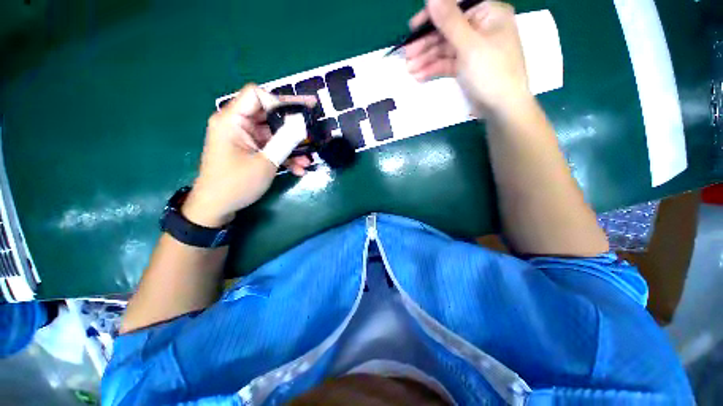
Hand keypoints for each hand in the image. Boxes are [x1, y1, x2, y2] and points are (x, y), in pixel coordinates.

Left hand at [182, 84, 315, 227]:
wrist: (217, 207)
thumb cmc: (236, 184)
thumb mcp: (265, 162)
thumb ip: (285, 141)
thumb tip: (302, 125)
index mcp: (232, 120)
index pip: (256, 95)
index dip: (280, 100)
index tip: (302, 111)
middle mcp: (237, 124)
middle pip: (268, 114)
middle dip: (293, 124)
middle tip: (314, 127)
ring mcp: (244, 138)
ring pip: (273, 134)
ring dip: (292, 146)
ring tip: (308, 160)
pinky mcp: (250, 150)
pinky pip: (270, 147)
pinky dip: (284, 156)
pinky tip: (299, 169)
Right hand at [405, 0, 532, 117]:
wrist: (501, 108)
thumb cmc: (491, 72)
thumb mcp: (469, 45)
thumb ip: (449, 21)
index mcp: (488, 14)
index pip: (455, 9)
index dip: (433, 17)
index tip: (413, 29)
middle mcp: (481, 28)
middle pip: (447, 31)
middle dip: (426, 44)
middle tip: (407, 55)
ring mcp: (473, 49)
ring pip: (445, 49)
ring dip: (427, 59)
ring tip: (410, 69)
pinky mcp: (467, 67)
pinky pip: (447, 63)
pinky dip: (434, 69)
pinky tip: (420, 76)